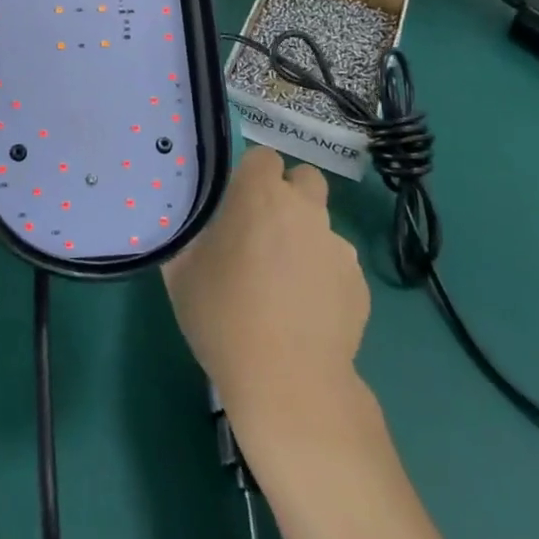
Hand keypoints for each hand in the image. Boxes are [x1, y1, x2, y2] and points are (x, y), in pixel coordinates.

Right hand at [163, 147, 368, 427]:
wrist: (288, 382)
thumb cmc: (223, 316)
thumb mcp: (181, 271)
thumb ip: (185, 231)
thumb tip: (182, 217)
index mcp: (260, 195)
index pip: (262, 157)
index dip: (249, 175)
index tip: (235, 202)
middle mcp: (305, 209)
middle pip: (303, 180)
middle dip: (287, 196)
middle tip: (261, 232)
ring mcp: (337, 246)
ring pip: (320, 225)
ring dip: (303, 238)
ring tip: (282, 283)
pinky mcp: (358, 283)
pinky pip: (335, 264)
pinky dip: (321, 276)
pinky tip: (304, 311)